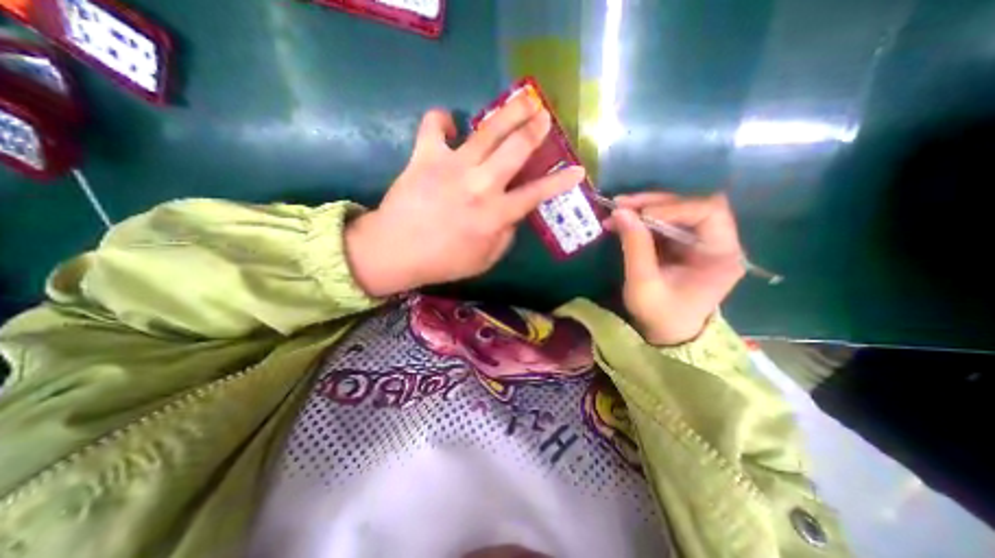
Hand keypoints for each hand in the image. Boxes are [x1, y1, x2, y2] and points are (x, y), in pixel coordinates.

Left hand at [348, 96, 583, 296]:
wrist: (395, 250)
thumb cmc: (442, 261)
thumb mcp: (484, 260)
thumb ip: (505, 236)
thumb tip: (512, 215)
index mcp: (495, 214)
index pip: (536, 193)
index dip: (560, 181)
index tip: (577, 170)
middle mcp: (480, 185)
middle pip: (516, 149)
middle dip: (535, 130)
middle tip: (545, 116)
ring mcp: (452, 166)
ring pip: (487, 130)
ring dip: (509, 112)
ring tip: (522, 99)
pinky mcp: (425, 156)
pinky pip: (434, 126)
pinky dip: (441, 119)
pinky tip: (449, 124)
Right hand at [606, 195, 746, 346]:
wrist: (665, 333)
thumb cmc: (660, 315)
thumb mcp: (643, 284)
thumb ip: (635, 246)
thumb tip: (620, 212)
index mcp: (721, 255)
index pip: (709, 212)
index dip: (674, 207)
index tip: (640, 215)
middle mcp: (717, 242)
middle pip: (691, 206)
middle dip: (655, 203)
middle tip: (621, 204)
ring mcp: (698, 242)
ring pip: (675, 211)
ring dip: (645, 208)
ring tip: (616, 211)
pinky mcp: (682, 245)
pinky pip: (663, 223)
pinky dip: (642, 220)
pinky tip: (621, 222)